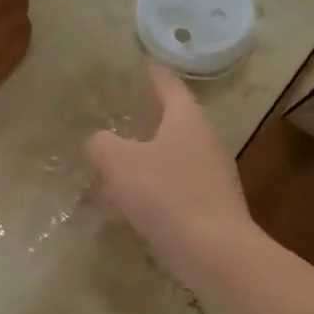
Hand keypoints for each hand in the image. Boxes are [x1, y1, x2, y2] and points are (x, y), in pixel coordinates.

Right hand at [86, 62, 262, 291]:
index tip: (144, 62)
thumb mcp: (119, 162)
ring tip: (122, 156)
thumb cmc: (166, 195)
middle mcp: (204, 141)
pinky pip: (176, 183)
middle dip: (153, 113)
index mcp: (187, 120)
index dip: (154, 74)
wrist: (214, 251)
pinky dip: (155, 182)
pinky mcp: (209, 204)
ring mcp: (211, 174)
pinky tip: (134, 198)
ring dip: (150, 152)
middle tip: (129, 108)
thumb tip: (99, 142)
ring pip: (175, 153)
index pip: (170, 86)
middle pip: (177, 119)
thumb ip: (102, 144)